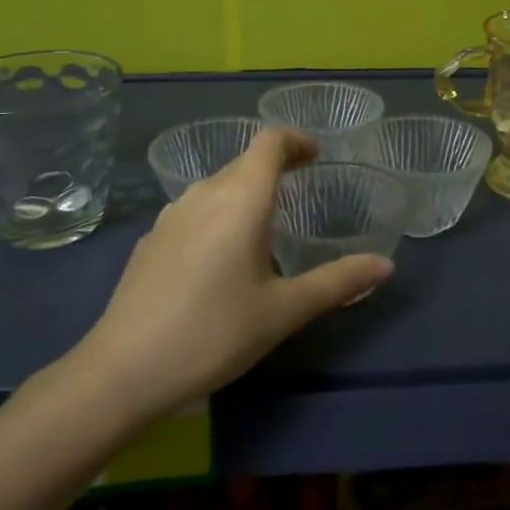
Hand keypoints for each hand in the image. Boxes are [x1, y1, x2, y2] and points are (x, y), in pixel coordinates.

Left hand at [73, 129, 393, 418]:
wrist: (123, 369)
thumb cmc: (213, 332)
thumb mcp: (283, 311)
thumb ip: (337, 282)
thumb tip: (386, 265)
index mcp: (241, 198)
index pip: (269, 142)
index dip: (296, 140)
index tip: (316, 158)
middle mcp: (203, 194)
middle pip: (243, 162)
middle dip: (275, 168)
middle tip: (302, 191)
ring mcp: (170, 215)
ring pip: (216, 186)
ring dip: (244, 192)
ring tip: (265, 227)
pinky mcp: (150, 239)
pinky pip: (194, 210)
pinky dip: (218, 215)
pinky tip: (219, 258)